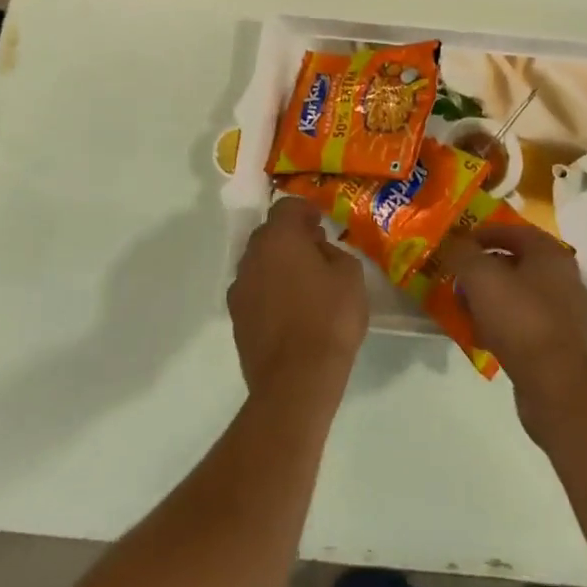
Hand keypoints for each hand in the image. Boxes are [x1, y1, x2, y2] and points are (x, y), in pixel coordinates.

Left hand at [229, 198, 367, 404]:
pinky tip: (291, 311)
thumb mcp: (350, 275)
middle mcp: (252, 256)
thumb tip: (319, 251)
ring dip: (278, 265)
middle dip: (291, 237)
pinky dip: (270, 292)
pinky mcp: (236, 318)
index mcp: (279, 237)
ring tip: (304, 284)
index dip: (305, 211)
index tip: (321, 224)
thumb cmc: (329, 318)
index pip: (286, 207)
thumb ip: (334, 252)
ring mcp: (239, 288)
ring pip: (259, 263)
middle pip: (269, 234)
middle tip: (316, 251)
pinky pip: (255, 291)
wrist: (296, 380)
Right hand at [436, 224, 586, 440]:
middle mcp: (564, 278)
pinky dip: (501, 324)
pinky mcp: (559, 345)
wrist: (555, 384)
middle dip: (484, 269)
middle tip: (457, 276)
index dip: (483, 233)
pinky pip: (523, 324)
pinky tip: (480, 336)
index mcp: (551, 254)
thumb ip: (463, 252)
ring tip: (463, 308)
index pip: (514, 230)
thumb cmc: (519, 318)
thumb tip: (455, 242)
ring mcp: (564, 313)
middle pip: (516, 263)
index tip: (458, 244)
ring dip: (490, 298)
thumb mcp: (480, 276)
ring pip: (518, 295)